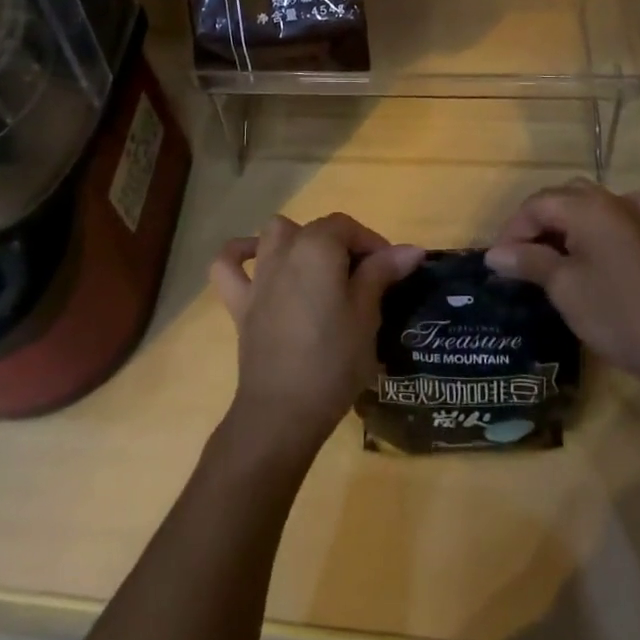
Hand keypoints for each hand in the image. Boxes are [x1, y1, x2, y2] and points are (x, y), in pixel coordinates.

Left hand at [210, 213, 423, 458]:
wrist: (282, 412)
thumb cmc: (334, 360)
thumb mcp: (368, 315)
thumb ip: (382, 273)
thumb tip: (411, 249)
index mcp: (318, 247)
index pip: (348, 226)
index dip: (373, 243)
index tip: (391, 271)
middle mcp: (284, 250)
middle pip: (317, 230)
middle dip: (343, 245)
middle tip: (364, 280)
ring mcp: (259, 276)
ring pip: (274, 235)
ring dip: (297, 240)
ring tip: (317, 268)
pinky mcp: (240, 303)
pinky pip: (228, 266)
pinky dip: (239, 255)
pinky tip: (255, 260)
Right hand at [484, 180, 639, 387]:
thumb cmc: (616, 313)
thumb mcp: (563, 287)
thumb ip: (528, 262)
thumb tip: (495, 254)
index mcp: (585, 206)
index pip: (536, 205)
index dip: (512, 231)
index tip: (498, 263)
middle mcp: (611, 200)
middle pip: (561, 199)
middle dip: (536, 225)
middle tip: (520, 259)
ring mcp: (638, 217)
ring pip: (590, 202)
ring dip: (566, 222)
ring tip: (551, 253)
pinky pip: (630, 210)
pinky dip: (610, 217)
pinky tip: (606, 233)